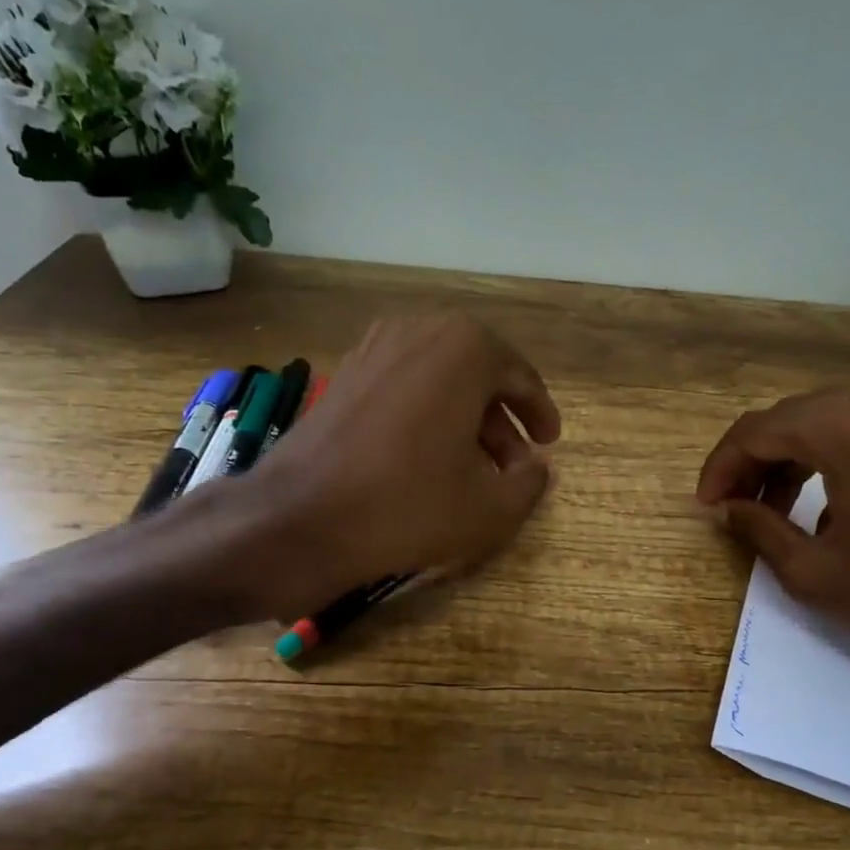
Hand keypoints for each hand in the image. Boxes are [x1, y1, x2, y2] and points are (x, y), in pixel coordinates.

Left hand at [168, 313, 559, 620]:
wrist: (300, 518)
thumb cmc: (407, 505)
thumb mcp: (491, 508)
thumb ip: (530, 482)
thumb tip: (536, 467)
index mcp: (465, 348)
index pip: (520, 378)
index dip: (540, 414)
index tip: (549, 443)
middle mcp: (420, 331)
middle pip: (479, 375)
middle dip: (501, 421)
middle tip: (515, 463)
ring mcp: (375, 348)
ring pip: (440, 381)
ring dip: (465, 420)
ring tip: (474, 468)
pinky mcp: (344, 374)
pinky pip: (405, 387)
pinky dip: (427, 416)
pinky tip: (428, 459)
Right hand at [696, 386, 849, 697]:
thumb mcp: (815, 573)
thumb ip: (758, 530)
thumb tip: (726, 509)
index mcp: (839, 425)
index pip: (753, 432)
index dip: (719, 469)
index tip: (705, 508)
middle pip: (788, 419)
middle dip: (752, 463)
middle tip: (734, 510)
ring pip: (827, 422)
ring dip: (790, 461)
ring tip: (775, 512)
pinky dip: (831, 460)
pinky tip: (830, 509)